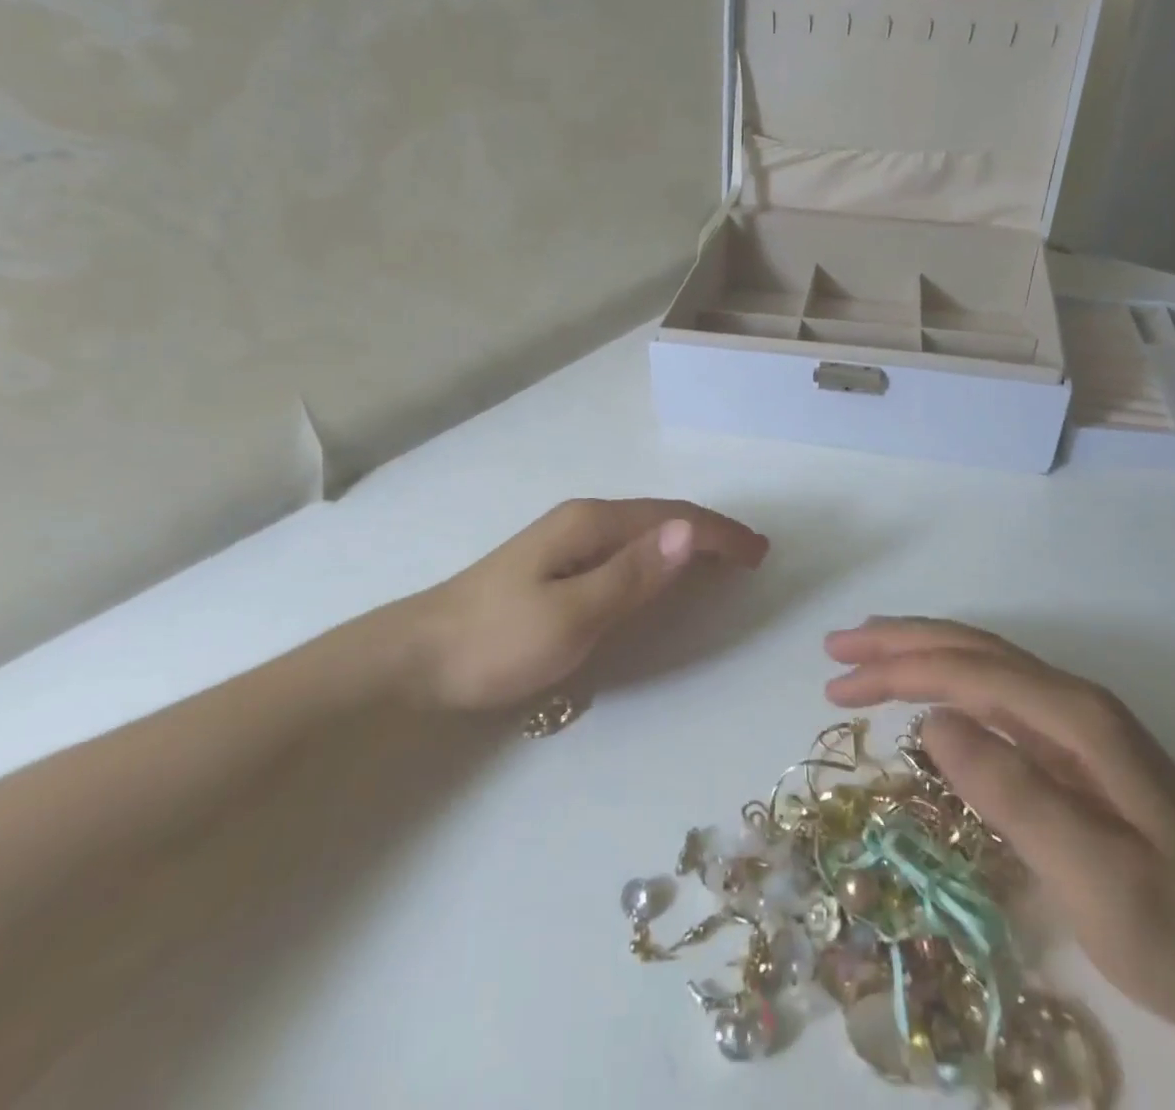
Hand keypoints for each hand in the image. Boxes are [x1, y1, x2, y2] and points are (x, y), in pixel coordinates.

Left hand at [369, 498, 767, 711]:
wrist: (416, 657)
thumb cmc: (496, 640)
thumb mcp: (572, 614)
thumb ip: (633, 574)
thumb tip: (690, 532)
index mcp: (591, 524)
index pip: (673, 519)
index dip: (719, 534)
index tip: (759, 553)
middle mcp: (583, 521)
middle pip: (662, 517)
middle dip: (710, 532)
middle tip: (751, 554)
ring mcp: (567, 540)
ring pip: (644, 532)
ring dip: (686, 540)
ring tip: (721, 558)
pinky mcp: (556, 563)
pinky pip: (626, 549)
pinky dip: (659, 555)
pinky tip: (662, 569)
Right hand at [823, 618, 1174, 1096]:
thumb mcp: (1093, 872)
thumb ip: (1010, 790)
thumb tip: (930, 721)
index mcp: (1075, 715)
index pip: (968, 669)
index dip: (898, 668)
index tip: (838, 682)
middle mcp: (1074, 704)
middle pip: (972, 650)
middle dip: (899, 643)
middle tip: (836, 650)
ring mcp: (1079, 728)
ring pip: (983, 668)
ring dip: (921, 657)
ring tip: (866, 658)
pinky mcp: (1079, 756)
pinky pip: (996, 699)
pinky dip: (949, 687)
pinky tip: (928, 701)